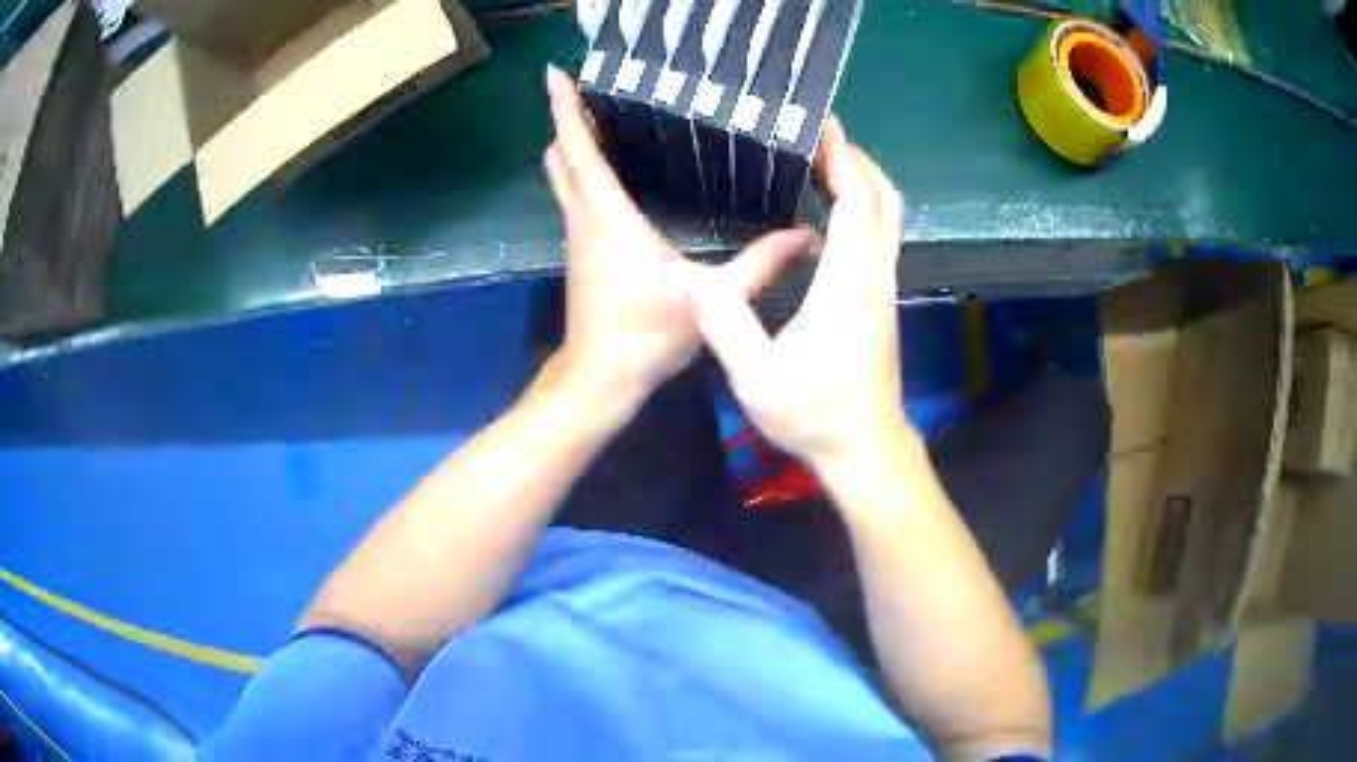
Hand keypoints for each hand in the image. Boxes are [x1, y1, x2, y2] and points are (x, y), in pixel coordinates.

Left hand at [542, 66, 812, 405]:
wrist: (601, 377)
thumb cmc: (647, 336)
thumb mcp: (710, 298)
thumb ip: (758, 265)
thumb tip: (805, 236)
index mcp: (609, 218)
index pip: (580, 151)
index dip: (567, 110)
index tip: (556, 75)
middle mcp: (584, 218)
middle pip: (561, 156)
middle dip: (567, 119)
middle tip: (591, 89)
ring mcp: (577, 235)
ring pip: (562, 176)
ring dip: (572, 143)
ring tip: (602, 114)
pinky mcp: (579, 250)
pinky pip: (573, 195)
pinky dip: (580, 169)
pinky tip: (610, 166)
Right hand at [676, 117, 911, 471]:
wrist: (864, 449)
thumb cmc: (814, 415)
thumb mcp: (758, 378)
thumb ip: (725, 325)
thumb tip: (688, 278)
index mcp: (846, 287)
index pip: (856, 205)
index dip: (843, 159)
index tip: (824, 124)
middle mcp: (874, 278)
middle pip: (883, 201)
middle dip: (856, 160)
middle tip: (819, 136)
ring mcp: (883, 290)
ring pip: (888, 219)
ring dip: (862, 182)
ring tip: (822, 162)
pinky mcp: (881, 302)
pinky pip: (879, 238)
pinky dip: (861, 209)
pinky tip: (827, 212)